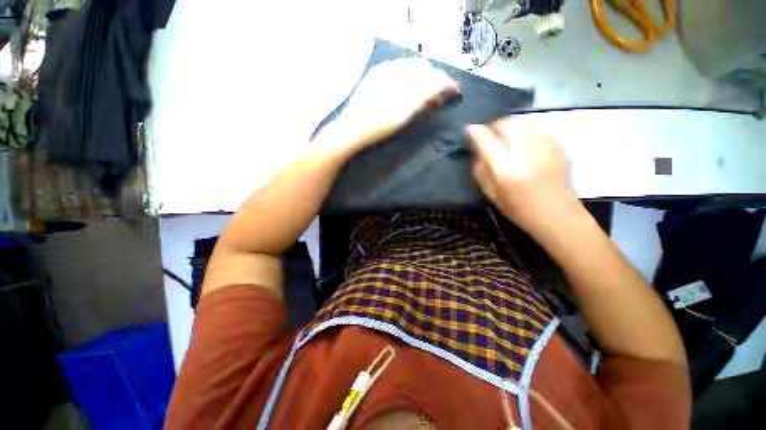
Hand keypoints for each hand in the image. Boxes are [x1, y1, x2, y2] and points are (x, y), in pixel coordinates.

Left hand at [336, 57, 458, 148]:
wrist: (350, 132)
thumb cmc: (377, 126)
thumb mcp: (403, 112)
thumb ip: (424, 95)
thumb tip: (443, 84)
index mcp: (396, 73)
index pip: (428, 71)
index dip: (444, 80)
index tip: (455, 91)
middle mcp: (388, 68)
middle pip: (419, 68)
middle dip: (433, 82)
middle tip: (439, 101)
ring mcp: (379, 74)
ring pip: (409, 73)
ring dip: (422, 84)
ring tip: (427, 102)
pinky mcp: (374, 82)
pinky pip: (398, 77)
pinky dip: (410, 85)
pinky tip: (411, 98)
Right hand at [468, 117, 579, 234]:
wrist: (557, 215)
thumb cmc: (519, 209)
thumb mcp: (491, 194)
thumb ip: (481, 169)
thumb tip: (477, 149)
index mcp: (507, 170)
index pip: (486, 140)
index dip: (475, 131)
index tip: (469, 130)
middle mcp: (527, 153)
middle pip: (506, 124)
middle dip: (493, 127)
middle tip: (489, 138)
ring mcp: (546, 146)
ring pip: (522, 121)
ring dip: (509, 127)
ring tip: (505, 140)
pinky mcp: (558, 145)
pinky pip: (536, 127)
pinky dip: (524, 130)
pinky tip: (523, 144)